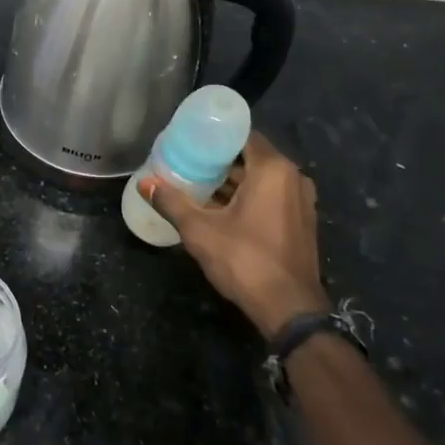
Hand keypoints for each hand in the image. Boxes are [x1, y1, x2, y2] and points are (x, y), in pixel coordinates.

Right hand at [140, 130, 328, 337]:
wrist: (289, 309)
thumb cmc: (245, 260)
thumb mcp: (200, 230)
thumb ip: (171, 202)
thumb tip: (143, 183)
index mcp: (273, 170)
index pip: (243, 135)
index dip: (216, 135)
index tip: (190, 138)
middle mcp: (293, 178)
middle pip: (252, 156)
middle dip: (220, 159)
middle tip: (187, 161)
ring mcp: (301, 201)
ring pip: (262, 178)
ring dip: (234, 180)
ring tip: (198, 183)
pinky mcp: (301, 221)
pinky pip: (272, 196)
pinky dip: (249, 196)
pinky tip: (220, 208)